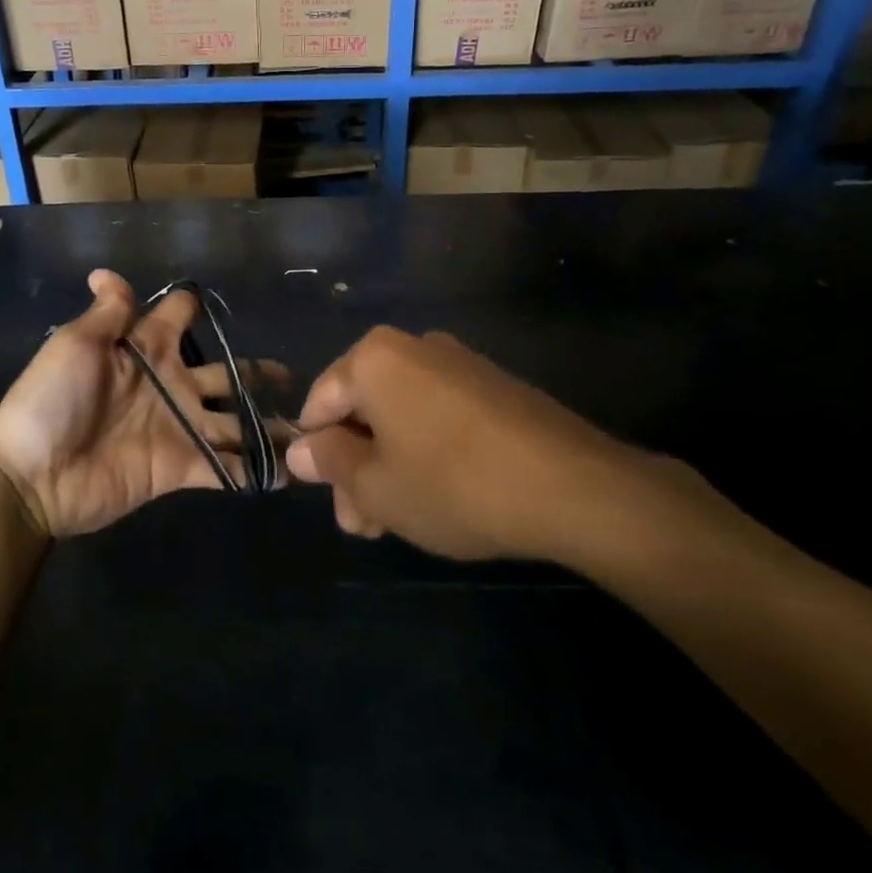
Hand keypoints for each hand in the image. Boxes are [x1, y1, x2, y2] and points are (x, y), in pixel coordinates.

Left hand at [0, 269, 268, 539]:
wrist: (33, 476)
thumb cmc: (51, 401)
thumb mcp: (76, 345)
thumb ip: (108, 313)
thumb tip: (106, 272)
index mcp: (146, 349)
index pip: (180, 316)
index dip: (196, 308)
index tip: (223, 305)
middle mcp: (170, 384)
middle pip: (224, 373)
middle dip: (256, 373)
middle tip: (294, 378)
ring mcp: (178, 427)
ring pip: (233, 422)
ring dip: (265, 426)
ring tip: (307, 432)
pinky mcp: (180, 467)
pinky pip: (223, 467)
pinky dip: (252, 472)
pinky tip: (287, 476)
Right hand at [286, 327, 724, 570]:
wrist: (572, 487)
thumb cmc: (453, 484)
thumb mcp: (377, 486)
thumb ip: (330, 463)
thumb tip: (299, 450)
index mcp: (375, 358)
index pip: (321, 402)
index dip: (315, 452)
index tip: (327, 498)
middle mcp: (414, 347)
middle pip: (364, 410)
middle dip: (356, 469)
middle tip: (363, 525)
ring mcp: (459, 365)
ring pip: (401, 418)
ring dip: (388, 467)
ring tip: (396, 522)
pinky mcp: (494, 388)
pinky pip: (438, 416)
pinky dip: (425, 453)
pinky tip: (436, 498)